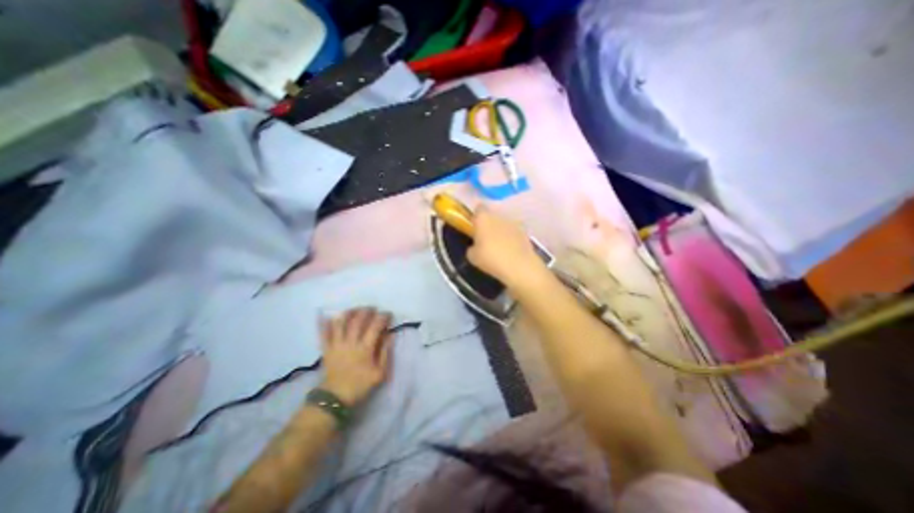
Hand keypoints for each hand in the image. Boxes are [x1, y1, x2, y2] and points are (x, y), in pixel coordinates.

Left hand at [319, 306, 389, 406]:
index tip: (388, 314)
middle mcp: (350, 343)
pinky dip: (325, 323)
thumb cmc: (360, 385)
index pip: (375, 326)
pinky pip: (324, 333)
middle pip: (358, 320)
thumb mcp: (380, 373)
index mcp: (365, 348)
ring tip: (356, 309)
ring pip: (341, 323)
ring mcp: (336, 344)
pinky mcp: (326, 349)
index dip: (383, 317)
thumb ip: (385, 353)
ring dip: (349, 312)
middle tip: (373, 309)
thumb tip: (390, 335)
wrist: (335, 398)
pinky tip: (329, 316)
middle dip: (366, 311)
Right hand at [467, 206, 544, 290]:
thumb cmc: (491, 259)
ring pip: (503, 224)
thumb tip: (475, 247)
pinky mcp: (525, 233)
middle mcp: (499, 216)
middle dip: (488, 225)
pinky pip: (514, 233)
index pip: (478, 209)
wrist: (520, 267)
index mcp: (483, 218)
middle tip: (484, 239)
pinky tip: (509, 252)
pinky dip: (511, 239)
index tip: (474, 227)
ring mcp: (514, 223)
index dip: (476, 217)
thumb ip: (472, 247)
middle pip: (492, 216)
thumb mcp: (472, 257)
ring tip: (498, 247)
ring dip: (500, 232)